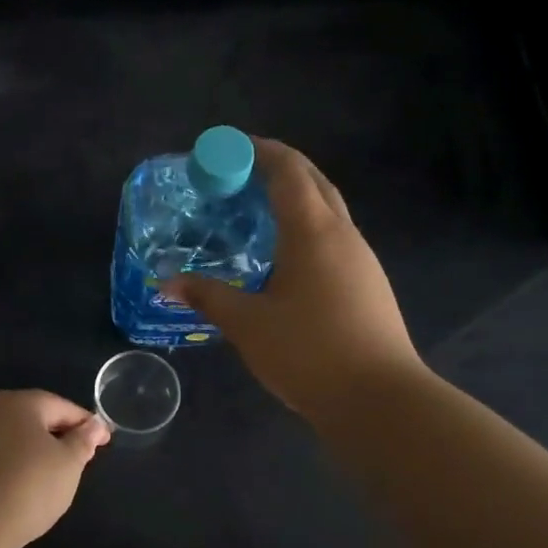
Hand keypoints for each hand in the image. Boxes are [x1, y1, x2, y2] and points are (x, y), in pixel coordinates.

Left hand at [0, 389, 108, 547]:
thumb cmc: (28, 486)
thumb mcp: (68, 464)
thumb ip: (83, 440)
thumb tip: (93, 424)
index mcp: (20, 402)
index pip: (61, 406)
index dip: (86, 423)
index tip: (104, 440)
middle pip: (34, 416)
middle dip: (59, 433)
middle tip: (81, 455)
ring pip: (13, 436)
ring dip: (35, 448)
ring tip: (54, 472)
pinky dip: (14, 462)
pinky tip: (23, 482)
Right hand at [168, 138, 419, 422]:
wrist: (380, 400)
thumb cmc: (309, 352)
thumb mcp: (248, 324)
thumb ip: (208, 296)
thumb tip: (168, 282)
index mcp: (313, 231)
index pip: (287, 170)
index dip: (256, 150)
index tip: (224, 147)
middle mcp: (342, 234)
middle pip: (312, 181)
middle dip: (277, 165)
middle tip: (237, 171)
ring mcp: (361, 259)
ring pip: (327, 208)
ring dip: (294, 196)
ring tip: (256, 209)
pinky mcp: (367, 283)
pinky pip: (333, 235)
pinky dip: (306, 225)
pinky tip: (284, 253)